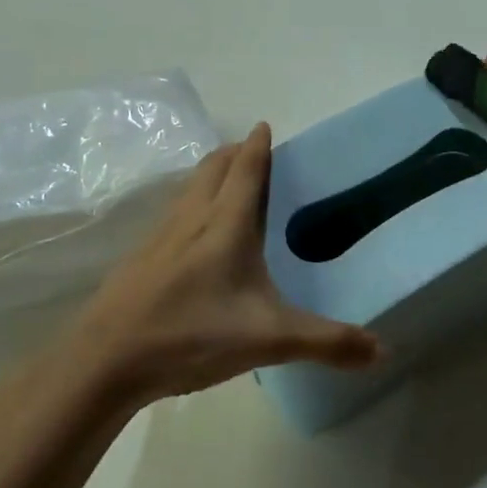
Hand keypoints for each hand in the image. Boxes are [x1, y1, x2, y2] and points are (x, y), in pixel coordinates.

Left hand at [70, 123, 381, 404]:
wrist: (104, 362)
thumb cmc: (191, 336)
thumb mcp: (269, 341)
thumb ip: (327, 343)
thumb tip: (383, 351)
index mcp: (225, 226)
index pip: (246, 170)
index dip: (257, 146)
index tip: (265, 125)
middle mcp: (191, 220)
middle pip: (213, 169)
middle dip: (234, 153)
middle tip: (253, 151)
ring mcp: (160, 237)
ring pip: (189, 189)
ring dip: (210, 175)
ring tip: (227, 183)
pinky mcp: (139, 259)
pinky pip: (173, 214)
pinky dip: (191, 204)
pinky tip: (193, 235)